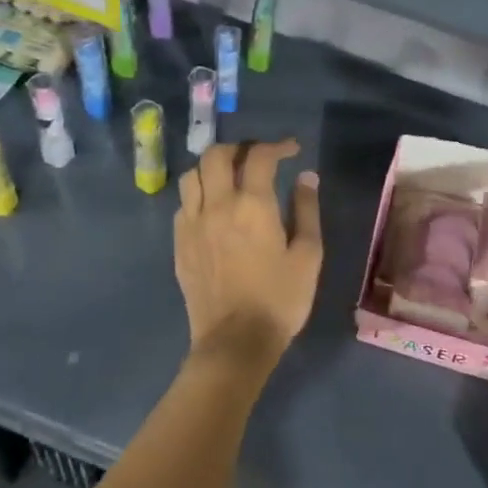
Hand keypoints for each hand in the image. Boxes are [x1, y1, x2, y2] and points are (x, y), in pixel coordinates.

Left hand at [175, 140, 322, 362]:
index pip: (260, 156)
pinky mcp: (179, 244)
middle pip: (216, 155)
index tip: (292, 150)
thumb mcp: (308, 255)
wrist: (235, 341)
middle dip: (240, 148)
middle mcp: (217, 205)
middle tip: (258, 158)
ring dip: (212, 167)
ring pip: (192, 175)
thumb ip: (307, 210)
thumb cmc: (280, 299)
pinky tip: (213, 209)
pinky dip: (199, 195)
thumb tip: (306, 177)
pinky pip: (183, 204)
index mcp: (253, 205)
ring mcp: (192, 224)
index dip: (277, 146)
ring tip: (230, 177)